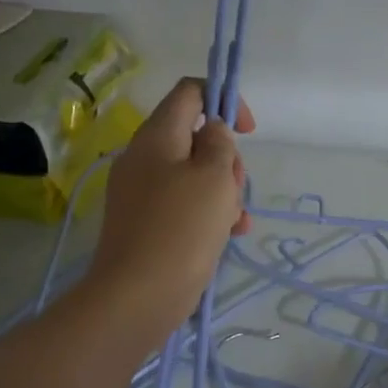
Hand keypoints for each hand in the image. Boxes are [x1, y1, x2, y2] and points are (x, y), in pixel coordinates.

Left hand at [85, 77, 254, 346]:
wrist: (138, 295)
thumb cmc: (182, 228)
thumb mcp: (215, 176)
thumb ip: (220, 144)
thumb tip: (212, 132)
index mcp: (157, 136)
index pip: (190, 92)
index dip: (224, 100)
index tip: (248, 131)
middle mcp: (145, 158)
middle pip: (196, 137)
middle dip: (227, 159)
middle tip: (235, 187)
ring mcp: (143, 193)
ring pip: (196, 175)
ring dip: (224, 192)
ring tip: (234, 221)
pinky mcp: (148, 224)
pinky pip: (186, 205)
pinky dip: (209, 214)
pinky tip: (230, 235)